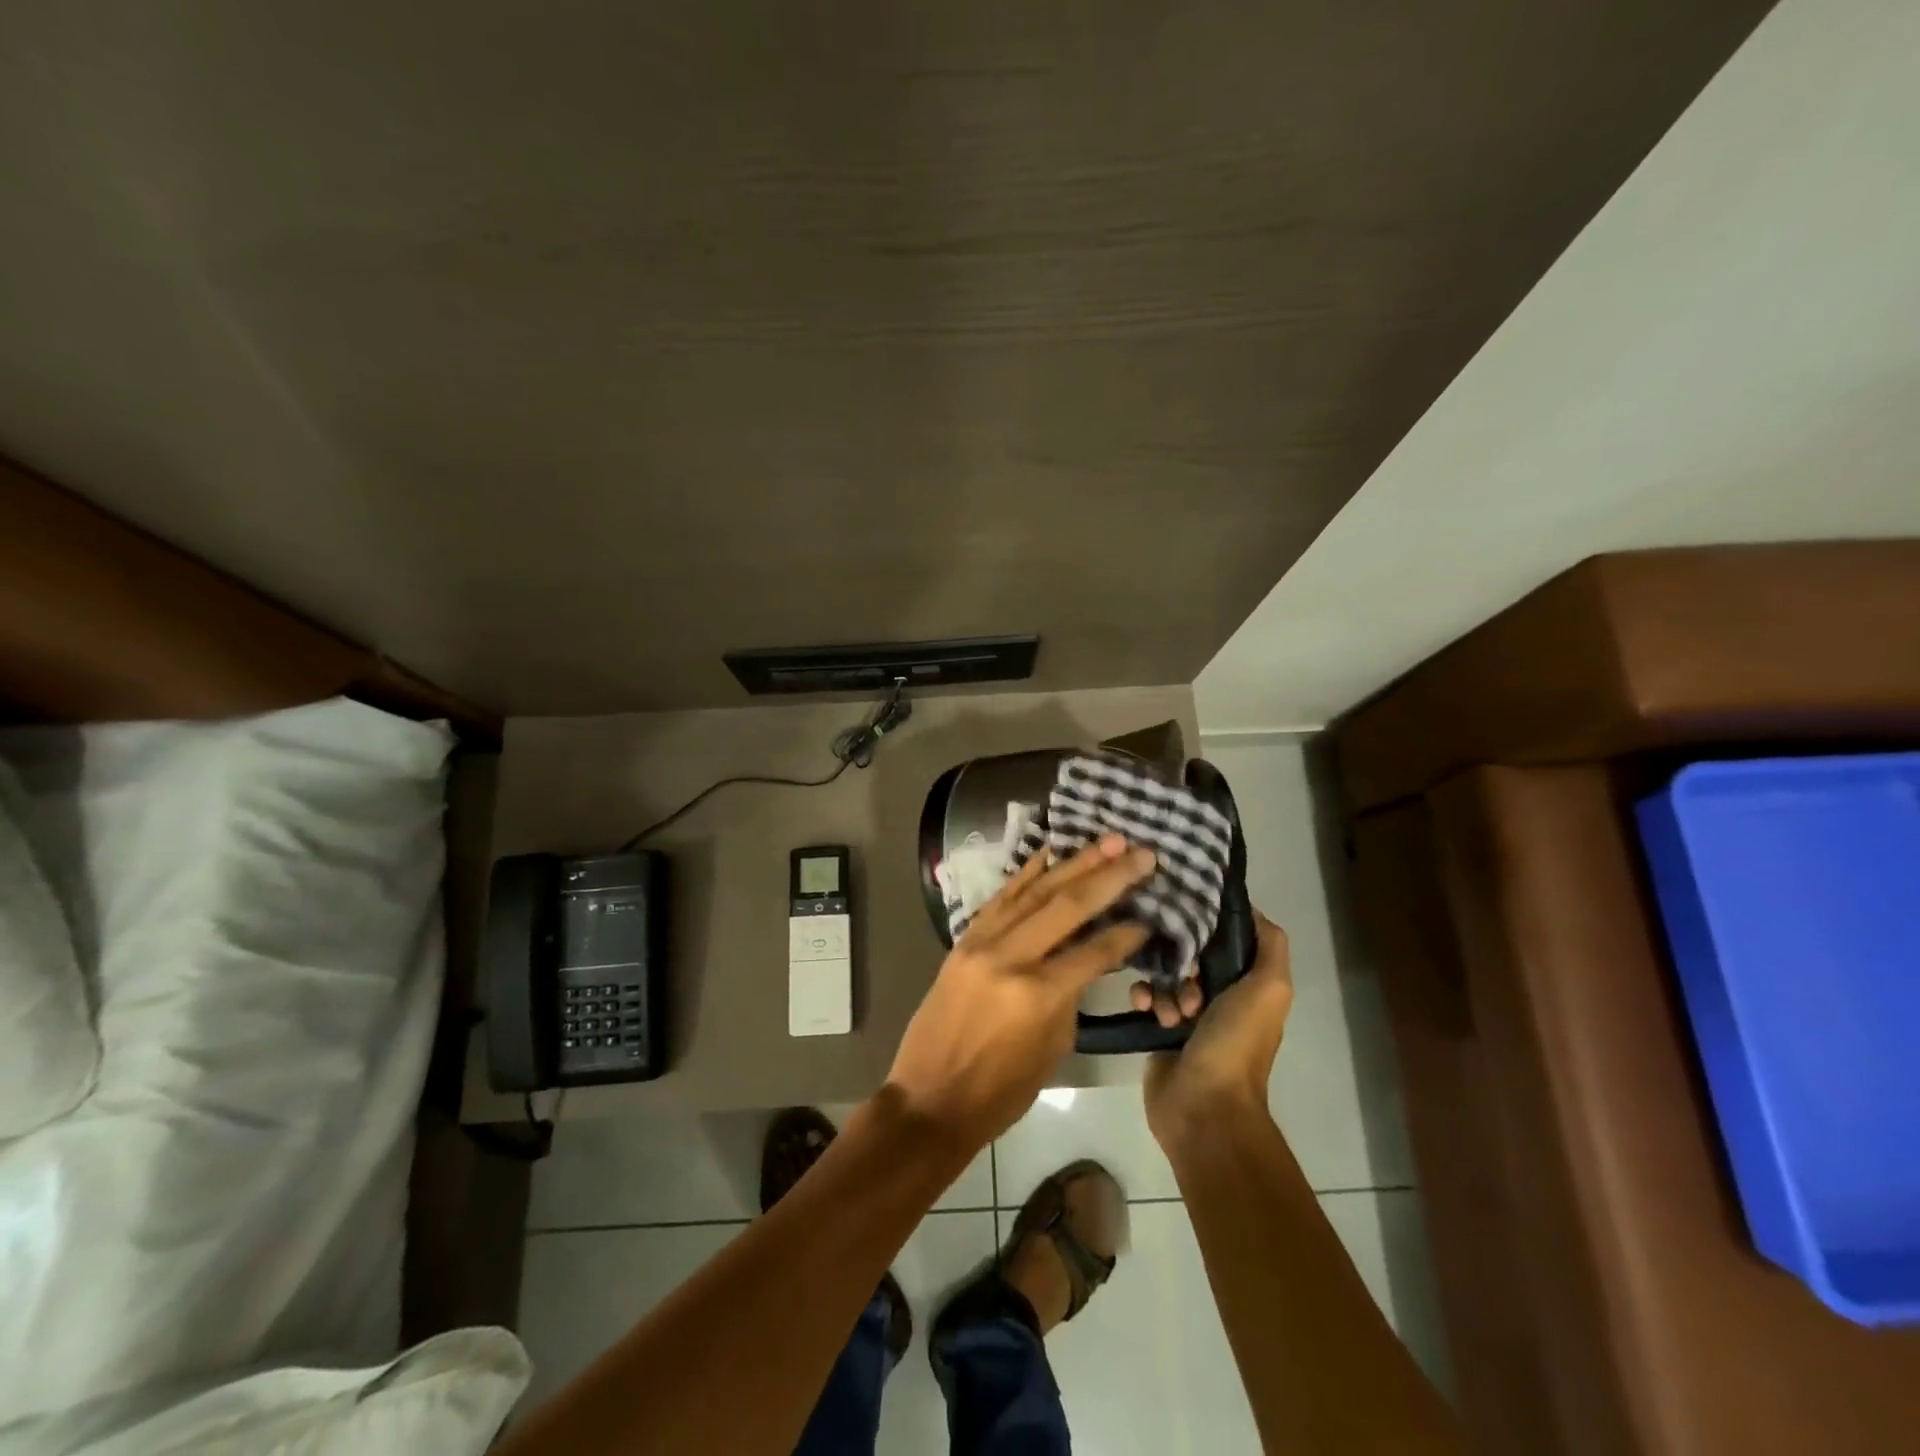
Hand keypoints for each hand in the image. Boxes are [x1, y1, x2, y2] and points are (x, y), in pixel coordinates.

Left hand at [887, 834, 1153, 1150]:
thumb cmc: (1000, 1091)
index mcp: (1038, 994)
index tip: (1151, 910)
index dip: (1126, 932)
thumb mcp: (1052, 1048)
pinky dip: (1026, 873)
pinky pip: (1001, 898)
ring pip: (1035, 891)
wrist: (930, 1098)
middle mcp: (1010, 957)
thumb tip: (1086, 958)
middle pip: (1068, 906)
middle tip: (1142, 852)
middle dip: (1110, 876)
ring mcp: (982, 943)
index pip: (1094, 951)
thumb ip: (1071, 995)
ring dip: (1074, 863)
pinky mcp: (964, 940)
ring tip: (1107, 840)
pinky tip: (1049, 853)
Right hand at [1142, 910, 1293, 1147]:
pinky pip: (1145, 995)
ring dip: (1164, 984)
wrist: (1203, 1107)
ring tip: (1169, 1009)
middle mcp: (1221, 996)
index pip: (1227, 939)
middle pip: (1193, 954)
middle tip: (1185, 975)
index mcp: (1249, 986)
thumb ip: (1270, 945)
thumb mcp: (1269, 989)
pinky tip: (1144, 1007)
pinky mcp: (1158, 1028)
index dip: (1212, 926)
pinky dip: (1143, 997)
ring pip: (1166, 974)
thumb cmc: (1236, 1043)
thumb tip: (1247, 907)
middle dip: (1183, 958)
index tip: (1192, 915)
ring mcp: (1187, 1013)